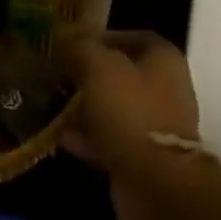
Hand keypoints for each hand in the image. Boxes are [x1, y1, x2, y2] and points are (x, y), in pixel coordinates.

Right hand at [58, 30, 200, 219]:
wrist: (156, 183)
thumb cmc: (131, 112)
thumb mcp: (100, 68)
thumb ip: (82, 48)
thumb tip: (66, 37)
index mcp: (163, 59)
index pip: (133, 36)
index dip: (103, 36)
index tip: (72, 43)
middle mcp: (166, 88)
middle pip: (123, 73)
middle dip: (90, 73)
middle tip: (59, 74)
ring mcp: (156, 125)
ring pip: (116, 107)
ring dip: (87, 107)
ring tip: (54, 103)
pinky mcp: (144, 157)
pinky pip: (112, 139)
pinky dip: (89, 137)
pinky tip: (61, 136)